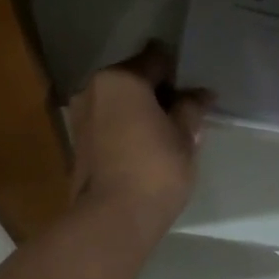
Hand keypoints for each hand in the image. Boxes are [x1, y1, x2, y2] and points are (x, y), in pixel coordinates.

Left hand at [66, 42, 211, 236]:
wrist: (112, 219)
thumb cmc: (155, 168)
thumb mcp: (185, 135)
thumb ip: (191, 107)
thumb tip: (200, 94)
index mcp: (120, 78)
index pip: (156, 59)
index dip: (179, 73)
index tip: (194, 92)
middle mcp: (93, 89)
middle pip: (134, 78)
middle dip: (158, 91)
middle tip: (183, 114)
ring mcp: (81, 116)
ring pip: (119, 102)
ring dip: (141, 110)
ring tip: (166, 133)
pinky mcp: (78, 142)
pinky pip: (110, 122)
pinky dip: (127, 127)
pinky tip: (147, 147)